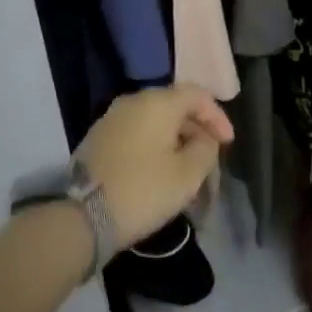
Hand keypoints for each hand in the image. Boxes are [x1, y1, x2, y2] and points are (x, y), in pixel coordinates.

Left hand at [76, 86, 233, 250]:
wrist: (82, 216)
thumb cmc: (142, 190)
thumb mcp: (186, 175)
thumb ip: (205, 149)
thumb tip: (205, 139)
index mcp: (157, 101)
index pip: (197, 95)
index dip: (217, 116)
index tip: (228, 144)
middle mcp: (134, 100)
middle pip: (175, 106)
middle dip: (197, 131)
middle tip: (210, 160)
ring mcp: (113, 117)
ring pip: (155, 121)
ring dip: (176, 141)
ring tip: (187, 170)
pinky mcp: (100, 137)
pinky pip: (137, 133)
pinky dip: (155, 146)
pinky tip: (160, 172)